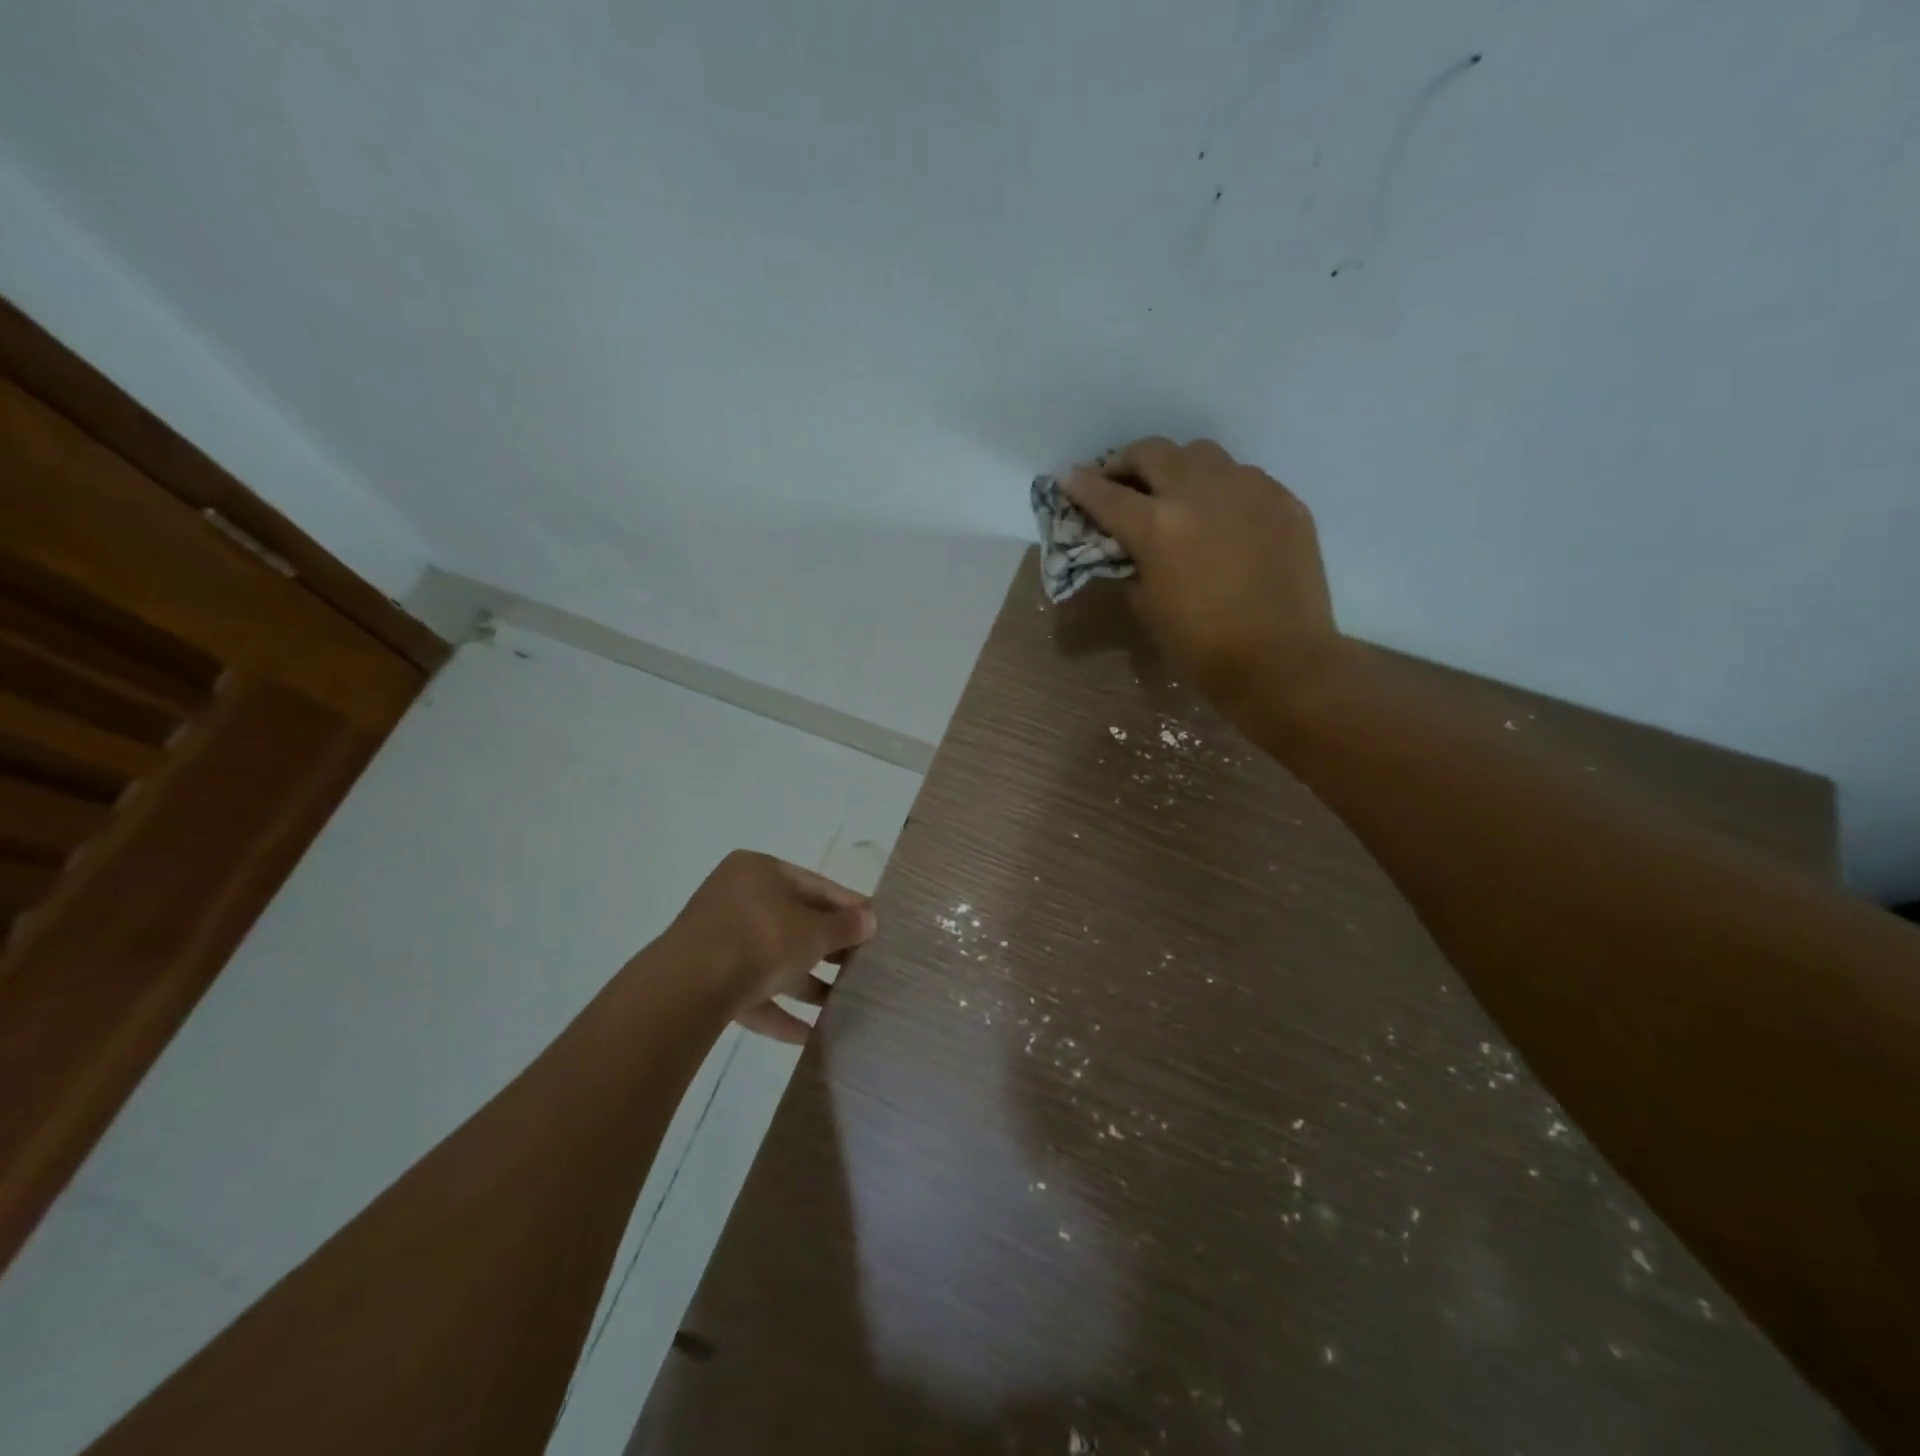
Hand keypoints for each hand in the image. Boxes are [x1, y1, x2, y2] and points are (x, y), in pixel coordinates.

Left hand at [659, 851, 877, 1042]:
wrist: (687, 989)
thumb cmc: (760, 939)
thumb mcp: (813, 932)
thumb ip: (844, 926)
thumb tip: (869, 919)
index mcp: (760, 871)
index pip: (816, 885)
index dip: (849, 907)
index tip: (876, 926)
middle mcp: (736, 898)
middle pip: (794, 922)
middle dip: (828, 948)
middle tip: (863, 967)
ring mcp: (717, 939)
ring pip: (773, 959)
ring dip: (807, 982)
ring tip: (842, 1004)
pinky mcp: (705, 980)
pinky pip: (752, 991)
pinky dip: (779, 1010)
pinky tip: (808, 1035)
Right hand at [1063, 437, 1350, 714]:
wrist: (1281, 661)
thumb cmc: (1201, 646)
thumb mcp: (1147, 607)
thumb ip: (1132, 564)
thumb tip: (1128, 547)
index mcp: (1158, 526)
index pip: (1106, 494)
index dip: (1080, 484)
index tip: (1068, 476)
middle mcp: (1200, 492)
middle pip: (1153, 452)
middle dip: (1127, 462)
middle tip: (1121, 481)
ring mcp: (1248, 489)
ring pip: (1202, 454)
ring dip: (1177, 467)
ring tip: (1175, 492)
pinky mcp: (1283, 500)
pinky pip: (1243, 478)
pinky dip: (1220, 488)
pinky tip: (1222, 517)